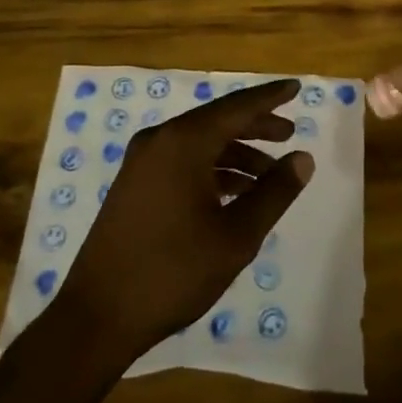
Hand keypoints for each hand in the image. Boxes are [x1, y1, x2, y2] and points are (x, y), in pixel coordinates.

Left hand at [58, 80, 312, 362]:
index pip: (237, 107)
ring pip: (199, 144)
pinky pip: (182, 162)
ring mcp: (142, 163)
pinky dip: (212, 171)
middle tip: (289, 134)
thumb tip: (303, 158)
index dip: (270, 97)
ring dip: (236, 155)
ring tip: (269, 178)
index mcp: (183, 142)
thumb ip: (274, 192)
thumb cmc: (173, 272)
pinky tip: (234, 196)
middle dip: (255, 127)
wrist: (98, 315)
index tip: (295, 86)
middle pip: (217, 122)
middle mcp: (159, 141)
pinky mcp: (134, 185)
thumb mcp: (236, 235)